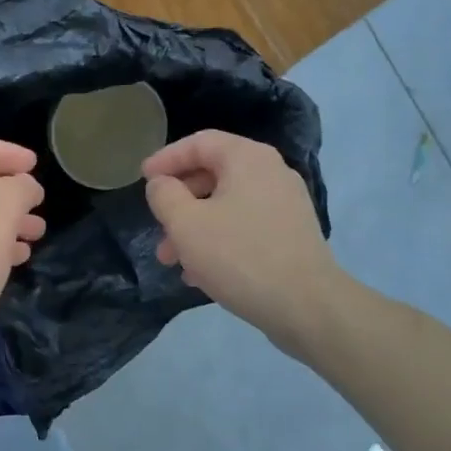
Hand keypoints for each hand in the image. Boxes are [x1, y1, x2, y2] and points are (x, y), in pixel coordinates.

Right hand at [143, 130, 341, 359]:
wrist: (308, 307)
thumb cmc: (240, 256)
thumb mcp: (186, 224)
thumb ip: (164, 196)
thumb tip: (162, 184)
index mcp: (247, 159)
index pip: (199, 143)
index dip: (166, 158)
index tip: (142, 179)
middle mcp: (270, 172)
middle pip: (212, 174)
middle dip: (178, 202)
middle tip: (156, 228)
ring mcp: (285, 204)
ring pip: (226, 205)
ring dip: (194, 227)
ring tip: (172, 260)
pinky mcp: (291, 234)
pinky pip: (244, 226)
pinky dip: (218, 240)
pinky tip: (200, 273)